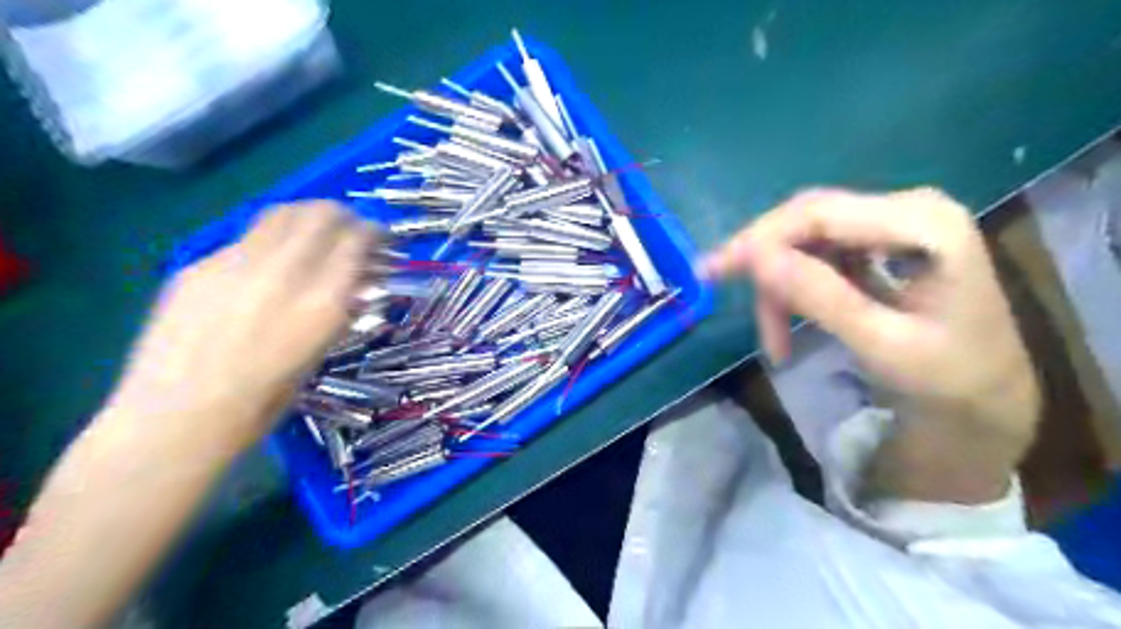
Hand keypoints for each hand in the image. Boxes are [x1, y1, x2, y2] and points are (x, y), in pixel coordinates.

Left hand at [107, 201, 375, 445]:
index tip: (381, 240)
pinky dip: (270, 241)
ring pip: (282, 213)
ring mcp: (236, 263)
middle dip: (344, 216)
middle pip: (321, 213)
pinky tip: (265, 268)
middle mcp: (283, 271)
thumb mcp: (320, 352)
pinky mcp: (199, 265)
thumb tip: (357, 281)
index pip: (357, 239)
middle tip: (350, 232)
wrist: (178, 416)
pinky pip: (247, 238)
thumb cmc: (264, 400)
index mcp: (322, 301)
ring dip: (307, 217)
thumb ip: (339, 308)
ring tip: (313, 235)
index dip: (375, 233)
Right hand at [702, 186, 1037, 495]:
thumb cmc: (948, 379)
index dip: (758, 239)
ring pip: (803, 241)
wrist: (985, 399)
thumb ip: (820, 297)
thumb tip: (754, 257)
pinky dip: (792, 292)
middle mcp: (906, 209)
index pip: (819, 213)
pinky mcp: (875, 245)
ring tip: (775, 341)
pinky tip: (788, 326)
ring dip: (779, 289)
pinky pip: (813, 257)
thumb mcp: (882, 344)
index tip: (711, 271)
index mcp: (924, 224)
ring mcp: (890, 225)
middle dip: (765, 266)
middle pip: (807, 221)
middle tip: (725, 298)